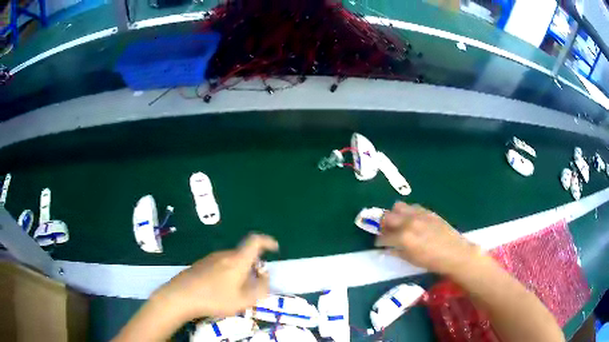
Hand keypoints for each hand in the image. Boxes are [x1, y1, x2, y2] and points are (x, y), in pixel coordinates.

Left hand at [153, 234, 278, 319]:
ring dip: (240, 271)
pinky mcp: (201, 264)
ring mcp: (211, 258)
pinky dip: (228, 273)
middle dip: (254, 266)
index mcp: (237, 260)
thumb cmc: (215, 298)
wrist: (181, 296)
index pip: (255, 241)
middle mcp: (225, 254)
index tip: (275, 248)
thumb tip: (264, 277)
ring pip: (232, 261)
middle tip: (254, 284)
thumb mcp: (244, 300)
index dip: (267, 241)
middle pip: (244, 254)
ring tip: (237, 291)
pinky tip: (220, 290)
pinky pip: (221, 265)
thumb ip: (260, 288)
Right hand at [376, 202, 480, 274]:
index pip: (383, 236)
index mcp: (403, 237)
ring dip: (394, 214)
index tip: (379, 243)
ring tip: (397, 223)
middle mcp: (408, 222)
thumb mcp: (411, 260)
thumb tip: (386, 248)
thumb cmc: (432, 261)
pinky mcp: (427, 211)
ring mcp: (418, 215)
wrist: (455, 253)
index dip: (378, 240)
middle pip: (386, 216)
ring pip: (398, 207)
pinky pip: (412, 207)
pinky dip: (407, 212)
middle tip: (384, 231)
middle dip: (382, 224)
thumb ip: (396, 252)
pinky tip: (411, 221)